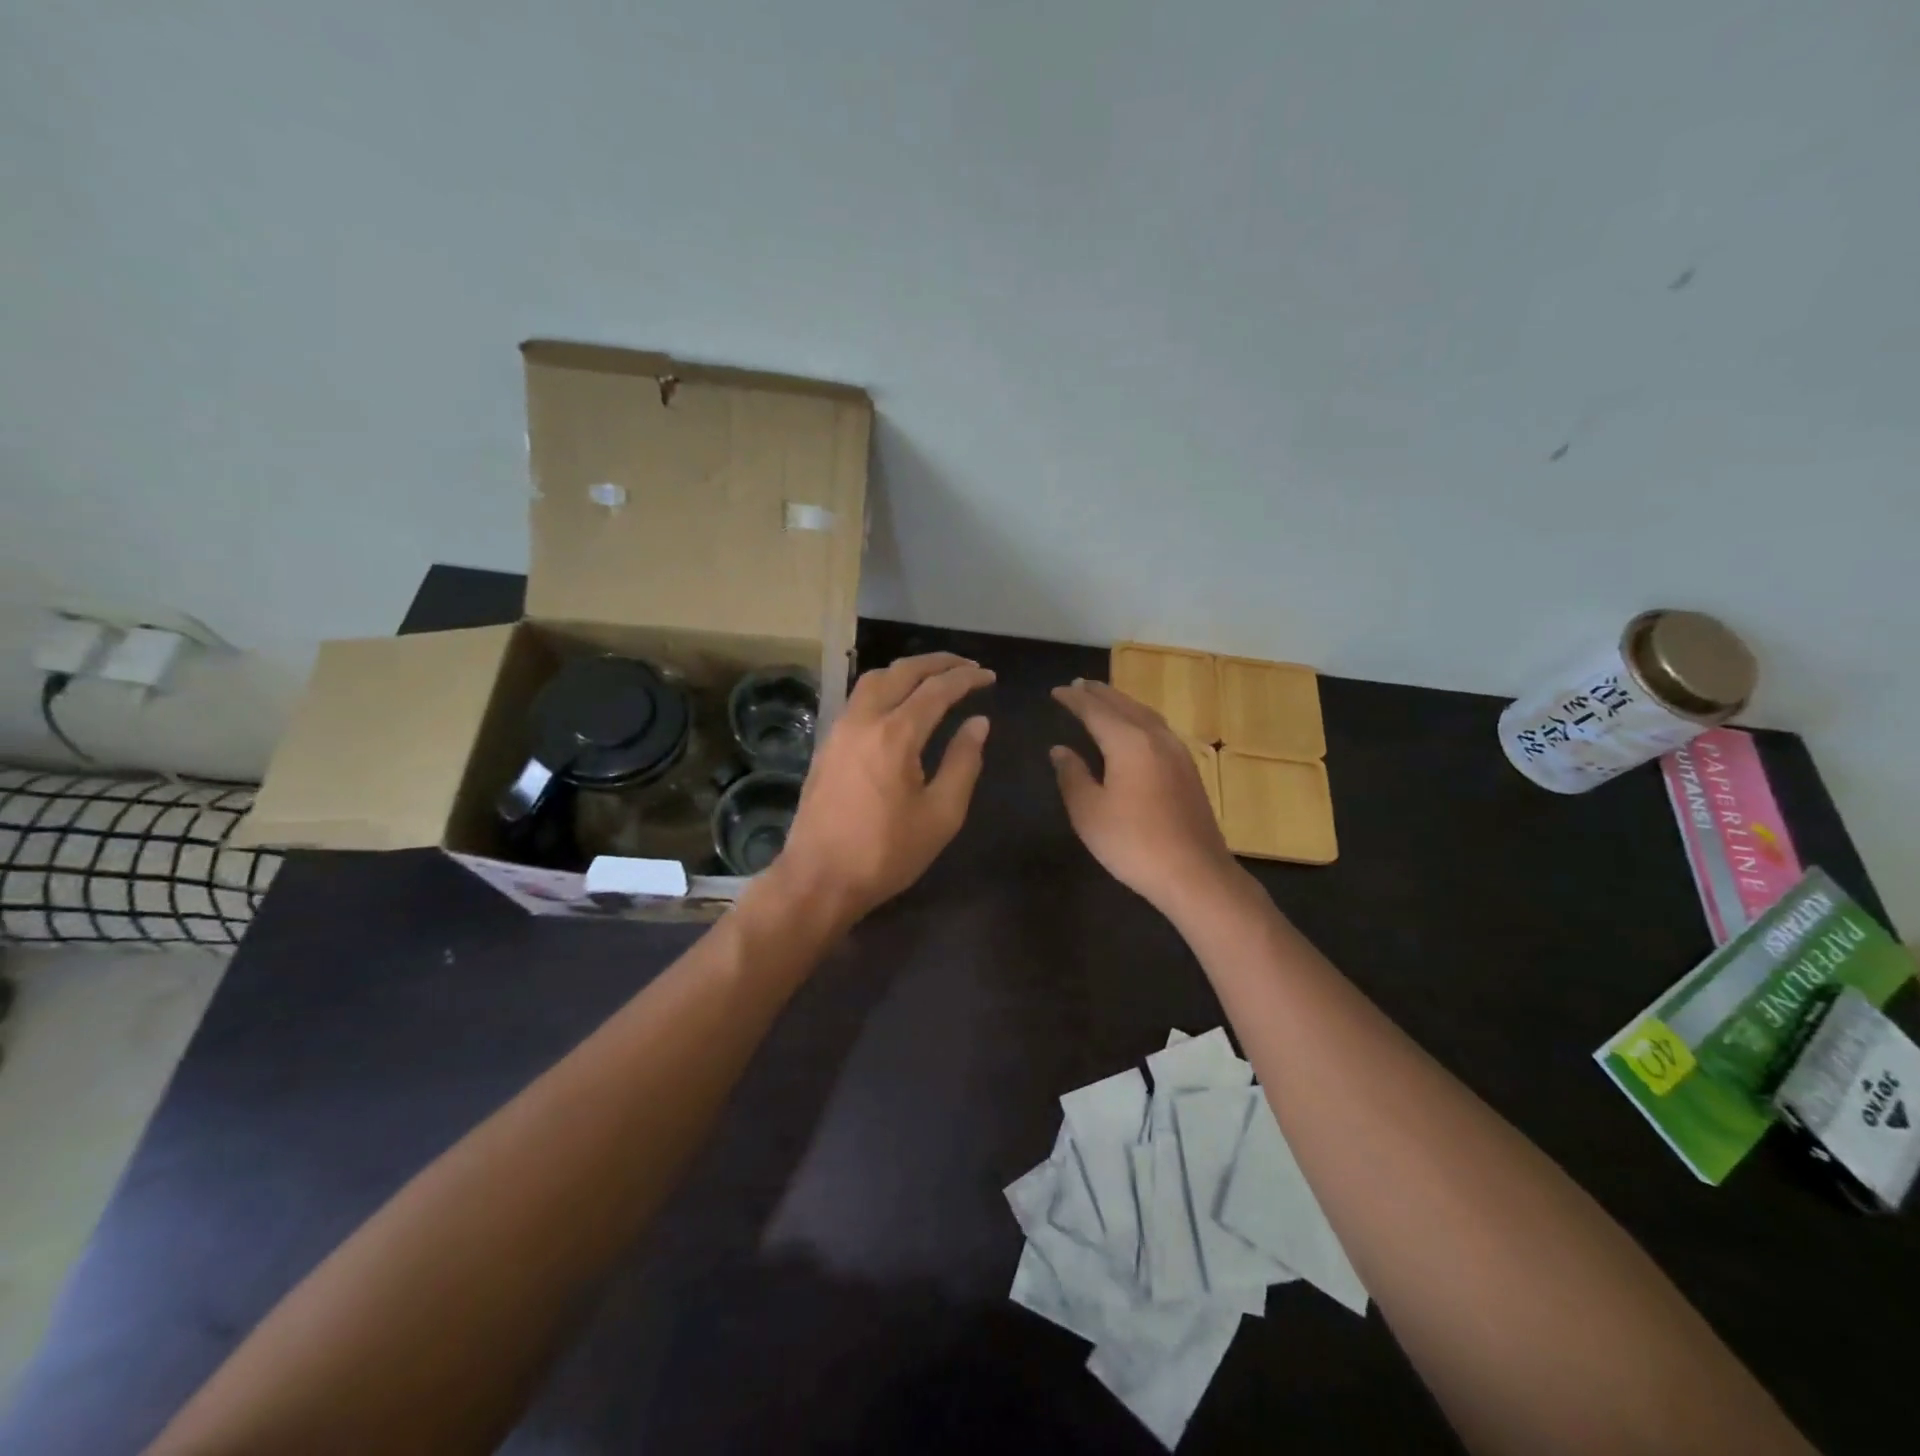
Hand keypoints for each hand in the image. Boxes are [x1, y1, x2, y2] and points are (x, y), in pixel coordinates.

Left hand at [770, 653, 993, 930]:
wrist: (818, 878)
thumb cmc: (886, 853)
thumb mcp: (941, 815)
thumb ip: (963, 763)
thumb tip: (978, 723)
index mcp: (896, 735)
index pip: (937, 689)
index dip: (966, 678)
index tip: (989, 676)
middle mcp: (864, 720)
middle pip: (902, 672)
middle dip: (937, 662)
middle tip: (966, 665)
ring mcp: (839, 730)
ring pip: (873, 680)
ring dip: (906, 670)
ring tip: (933, 676)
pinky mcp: (827, 745)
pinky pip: (859, 699)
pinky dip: (885, 687)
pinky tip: (898, 703)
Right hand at [1050, 678, 1240, 919]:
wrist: (1194, 874)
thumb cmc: (1133, 843)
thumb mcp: (1089, 812)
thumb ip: (1072, 776)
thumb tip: (1060, 750)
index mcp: (1129, 742)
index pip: (1095, 711)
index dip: (1074, 700)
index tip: (1056, 691)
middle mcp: (1155, 738)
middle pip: (1124, 705)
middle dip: (1099, 694)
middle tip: (1078, 685)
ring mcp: (1177, 752)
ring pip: (1145, 714)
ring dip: (1121, 703)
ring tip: (1104, 699)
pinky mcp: (1188, 770)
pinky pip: (1158, 729)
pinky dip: (1138, 718)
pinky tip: (1135, 729)